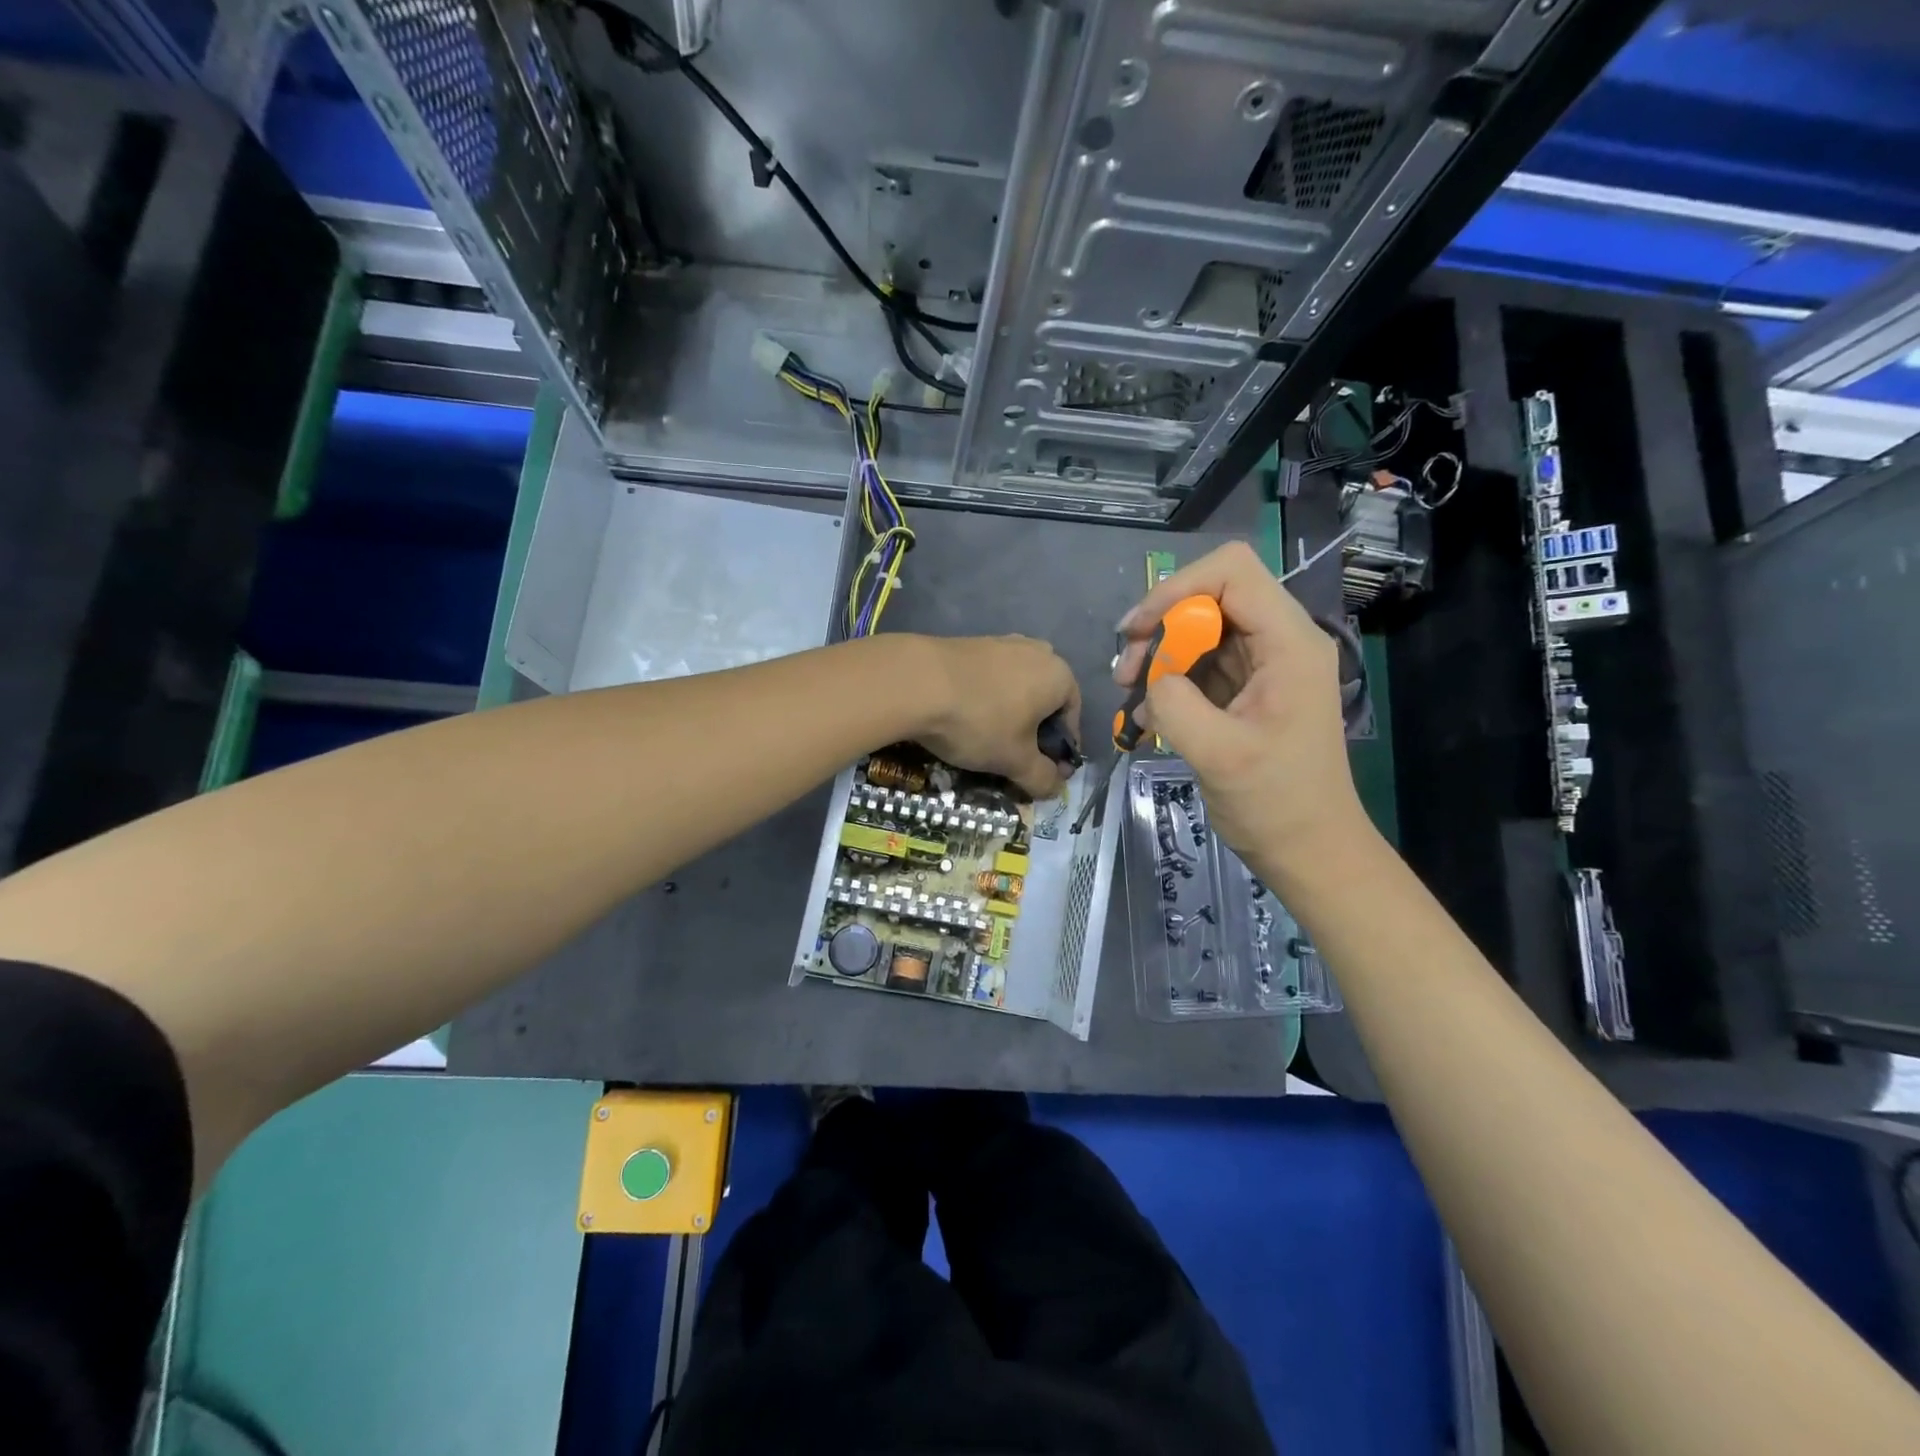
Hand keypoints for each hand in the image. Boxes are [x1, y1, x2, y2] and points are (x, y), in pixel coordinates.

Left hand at [909, 635, 1080, 799]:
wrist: (917, 681)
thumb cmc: (980, 721)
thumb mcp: (1015, 760)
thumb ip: (1042, 777)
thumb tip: (1055, 787)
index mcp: (1060, 676)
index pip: (1072, 719)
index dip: (1061, 751)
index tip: (1046, 773)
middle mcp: (1037, 652)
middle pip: (1044, 700)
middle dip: (1035, 730)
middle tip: (1016, 757)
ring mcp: (1003, 642)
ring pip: (1016, 688)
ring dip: (1009, 714)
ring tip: (988, 739)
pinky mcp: (972, 642)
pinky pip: (990, 678)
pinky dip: (986, 699)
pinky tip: (966, 717)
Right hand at [1114, 542, 1367, 881]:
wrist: (1309, 851)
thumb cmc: (1276, 805)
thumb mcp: (1218, 755)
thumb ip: (1175, 703)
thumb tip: (1151, 680)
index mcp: (1289, 643)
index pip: (1231, 572)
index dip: (1176, 589)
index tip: (1138, 632)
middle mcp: (1280, 642)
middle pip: (1210, 597)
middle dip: (1161, 628)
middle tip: (1126, 673)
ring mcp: (1264, 666)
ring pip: (1199, 631)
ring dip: (1159, 657)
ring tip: (1130, 695)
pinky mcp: (1247, 690)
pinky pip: (1200, 666)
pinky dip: (1169, 683)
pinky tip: (1148, 719)